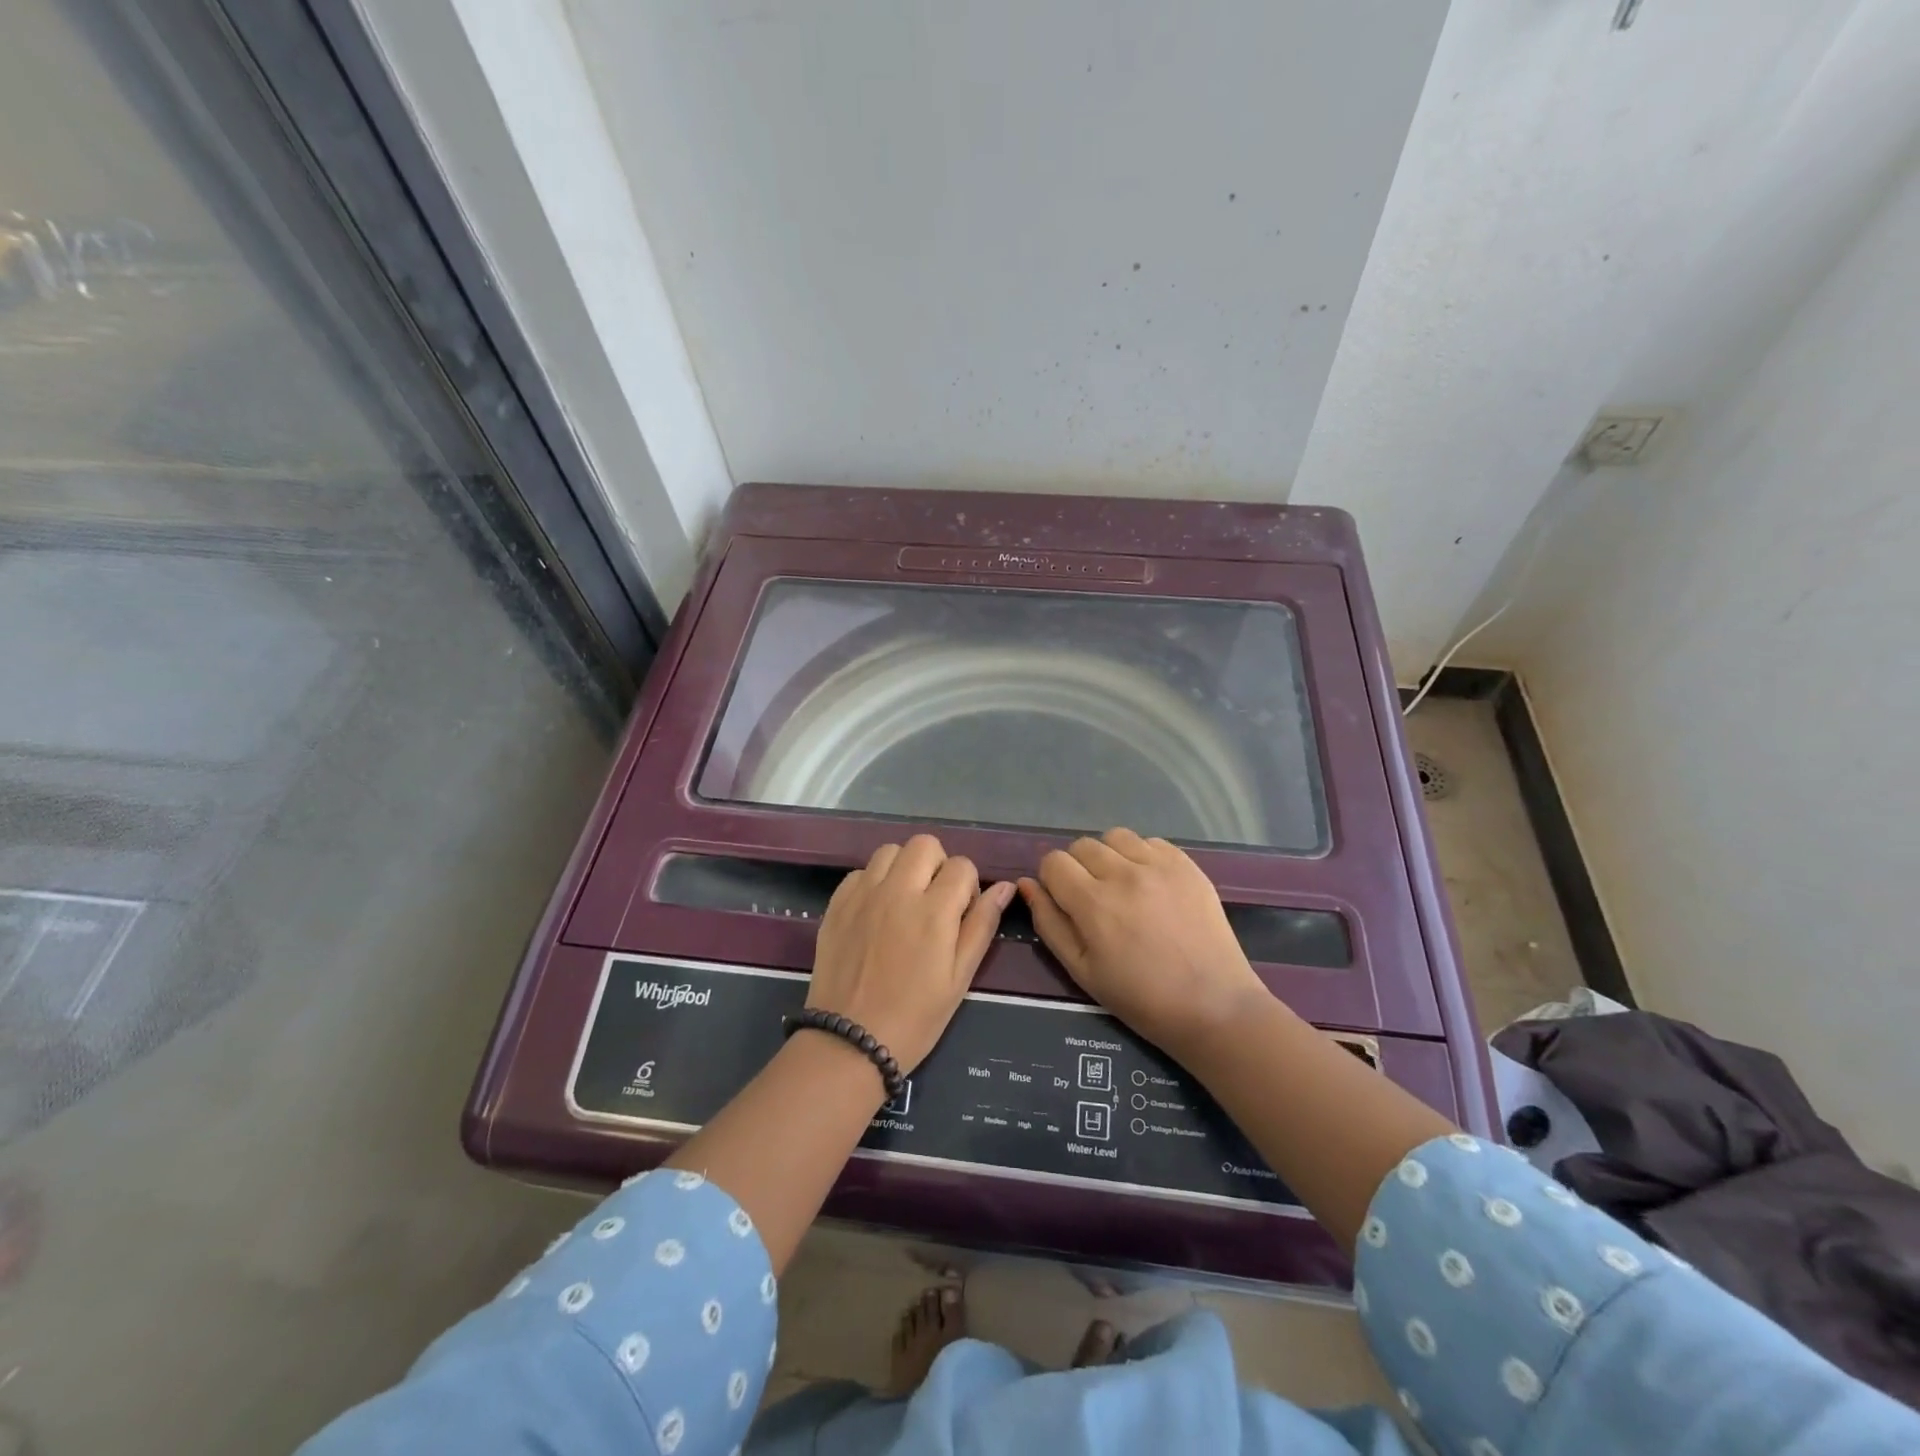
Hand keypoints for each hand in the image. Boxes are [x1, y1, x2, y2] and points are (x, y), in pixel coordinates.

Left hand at [810, 835, 1015, 1075]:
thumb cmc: (915, 1017)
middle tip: (934, 901)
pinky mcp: (837, 904)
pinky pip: (861, 872)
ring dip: (904, 868)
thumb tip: (1004, 887)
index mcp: (934, 911)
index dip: (968, 886)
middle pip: (924, 845)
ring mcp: (863, 895)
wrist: (850, 1042)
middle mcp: (897, 891)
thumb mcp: (959, 977)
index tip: (961, 914)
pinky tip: (876, 913)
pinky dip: (874, 882)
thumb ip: (982, 926)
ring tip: (904, 902)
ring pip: (890, 851)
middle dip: (937, 865)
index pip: (962, 865)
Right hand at [1019, 828, 1268, 1056]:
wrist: (1214, 1006)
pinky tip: (1151, 886)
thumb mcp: (1081, 970)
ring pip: (1115, 837)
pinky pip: (1150, 842)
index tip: (1065, 903)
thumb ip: (1049, 922)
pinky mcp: (1187, 865)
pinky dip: (1142, 857)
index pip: (1053, 861)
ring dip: (1110, 856)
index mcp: (1094, 903)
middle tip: (1095, 901)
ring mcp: (1159, 866)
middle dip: (1078, 868)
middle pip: (1081, 845)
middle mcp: (1124, 874)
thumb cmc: (1141, 998)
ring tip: (1123, 887)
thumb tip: (1027, 884)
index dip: (1052, 881)